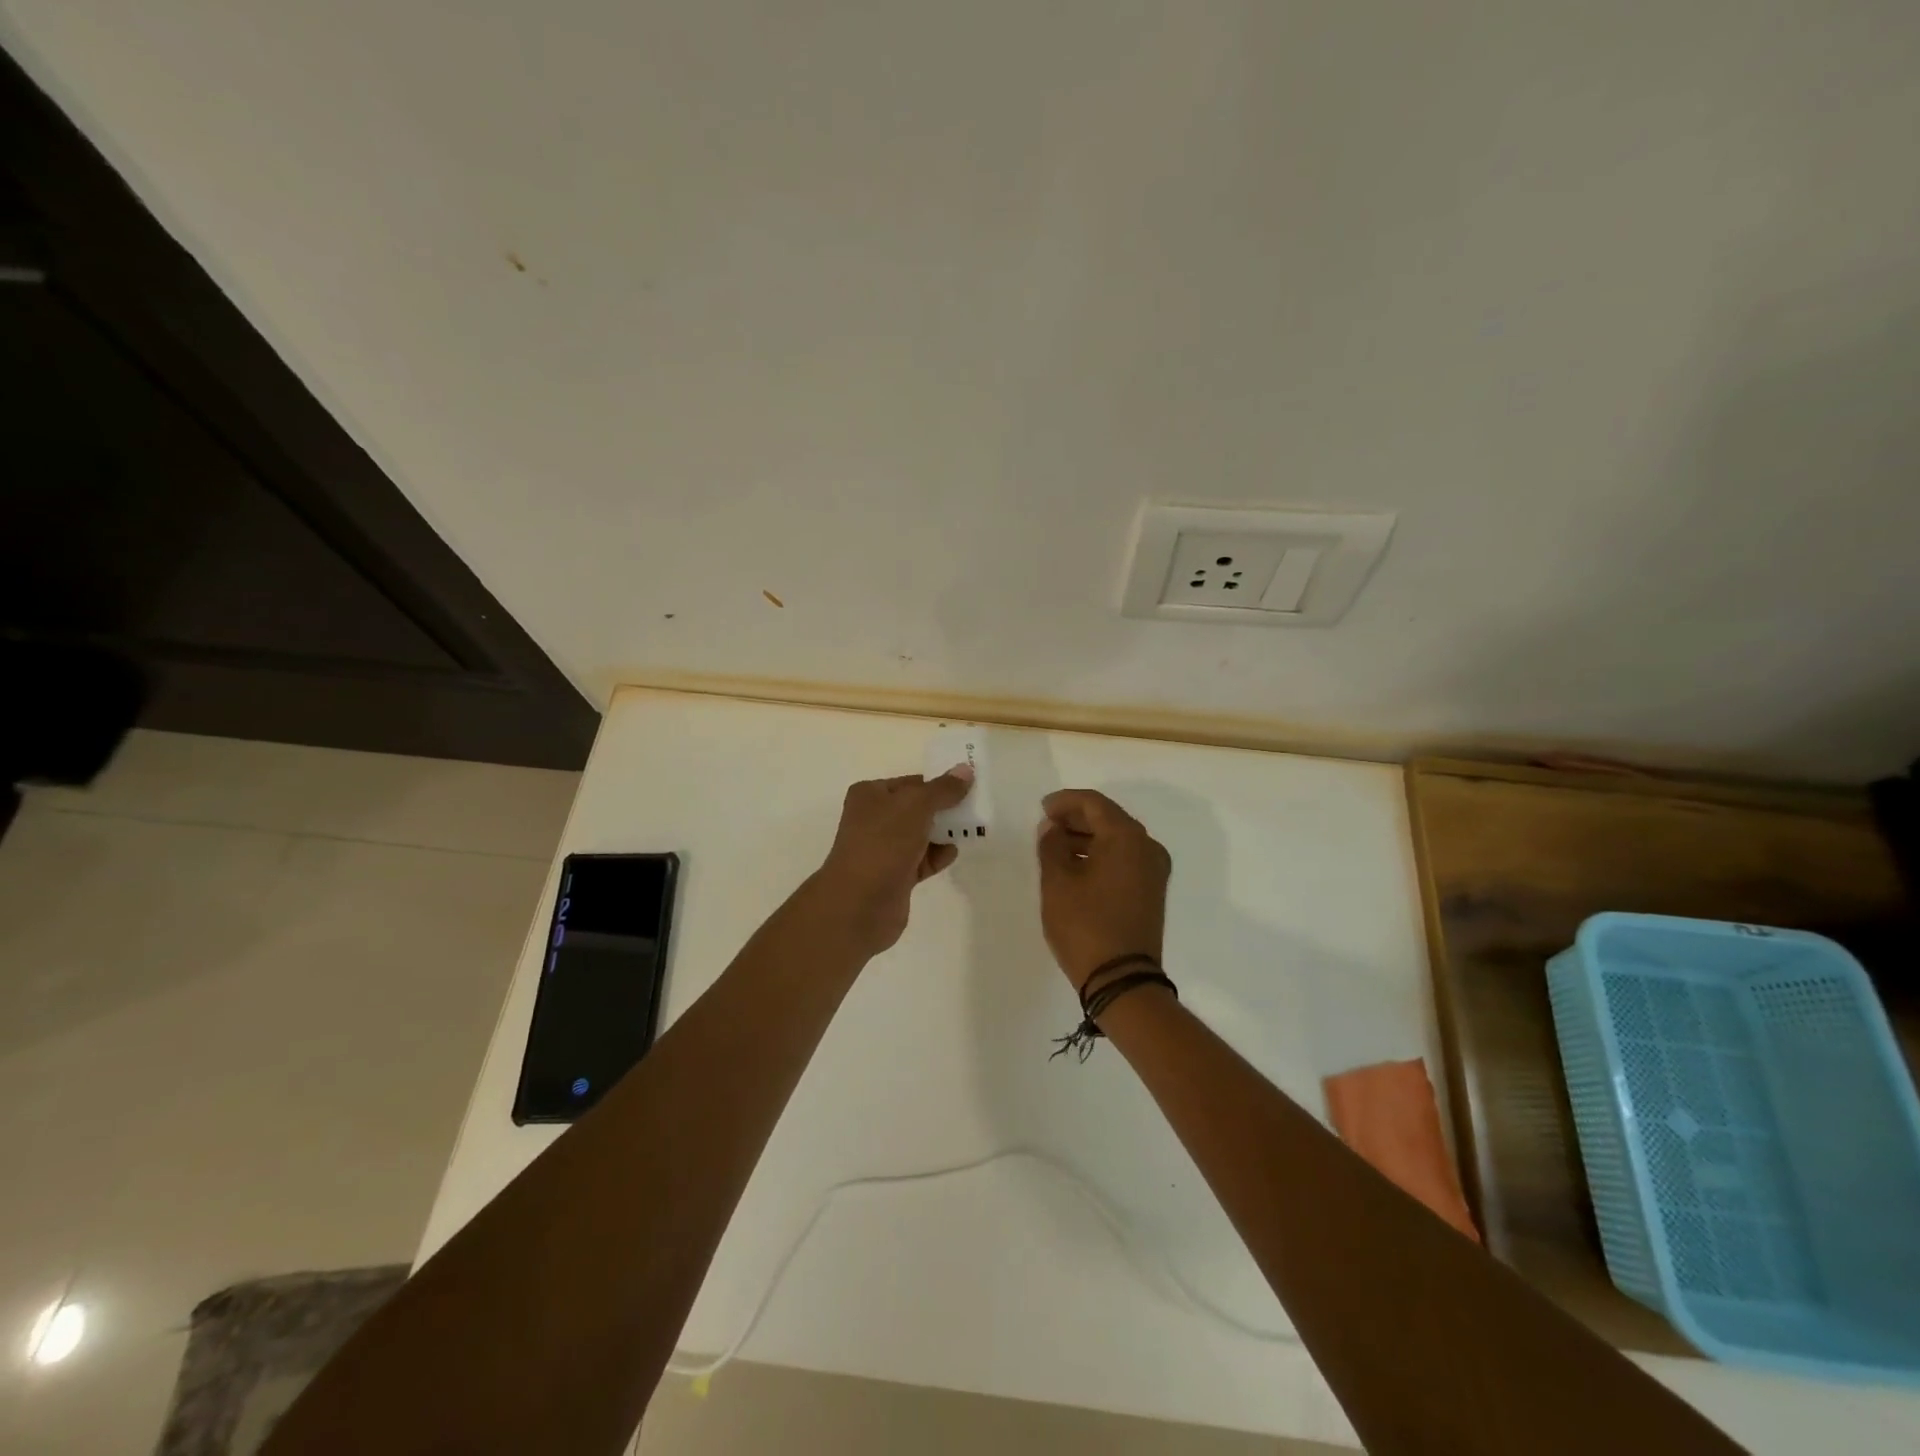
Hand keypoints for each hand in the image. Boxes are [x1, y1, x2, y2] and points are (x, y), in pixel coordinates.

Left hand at [807, 766, 974, 957]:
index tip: (968, 786)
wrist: (859, 903)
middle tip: (974, 807)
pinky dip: (937, 856)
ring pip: (920, 835)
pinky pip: (921, 860)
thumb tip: (965, 770)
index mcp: (870, 795)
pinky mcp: (894, 876)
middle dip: (944, 809)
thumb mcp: (916, 806)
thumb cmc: (883, 843)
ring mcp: (883, 849)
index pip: (911, 783)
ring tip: (971, 829)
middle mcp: (874, 819)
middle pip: (917, 808)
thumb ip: (943, 789)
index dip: (938, 783)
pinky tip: (953, 853)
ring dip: (943, 833)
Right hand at [1036, 789, 1171, 990]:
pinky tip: (1076, 866)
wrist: (1123, 980)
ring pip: (1117, 839)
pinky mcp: (1152, 890)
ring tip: (1055, 847)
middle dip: (1076, 818)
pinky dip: (1101, 855)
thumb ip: (1051, 845)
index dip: (1065, 801)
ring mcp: (1154, 870)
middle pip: (1108, 818)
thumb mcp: (1057, 882)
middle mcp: (1147, 847)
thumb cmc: (1085, 925)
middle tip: (1046, 825)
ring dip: (1087, 837)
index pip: (1094, 803)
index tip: (1042, 808)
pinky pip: (1124, 859)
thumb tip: (1052, 827)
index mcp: (1126, 837)